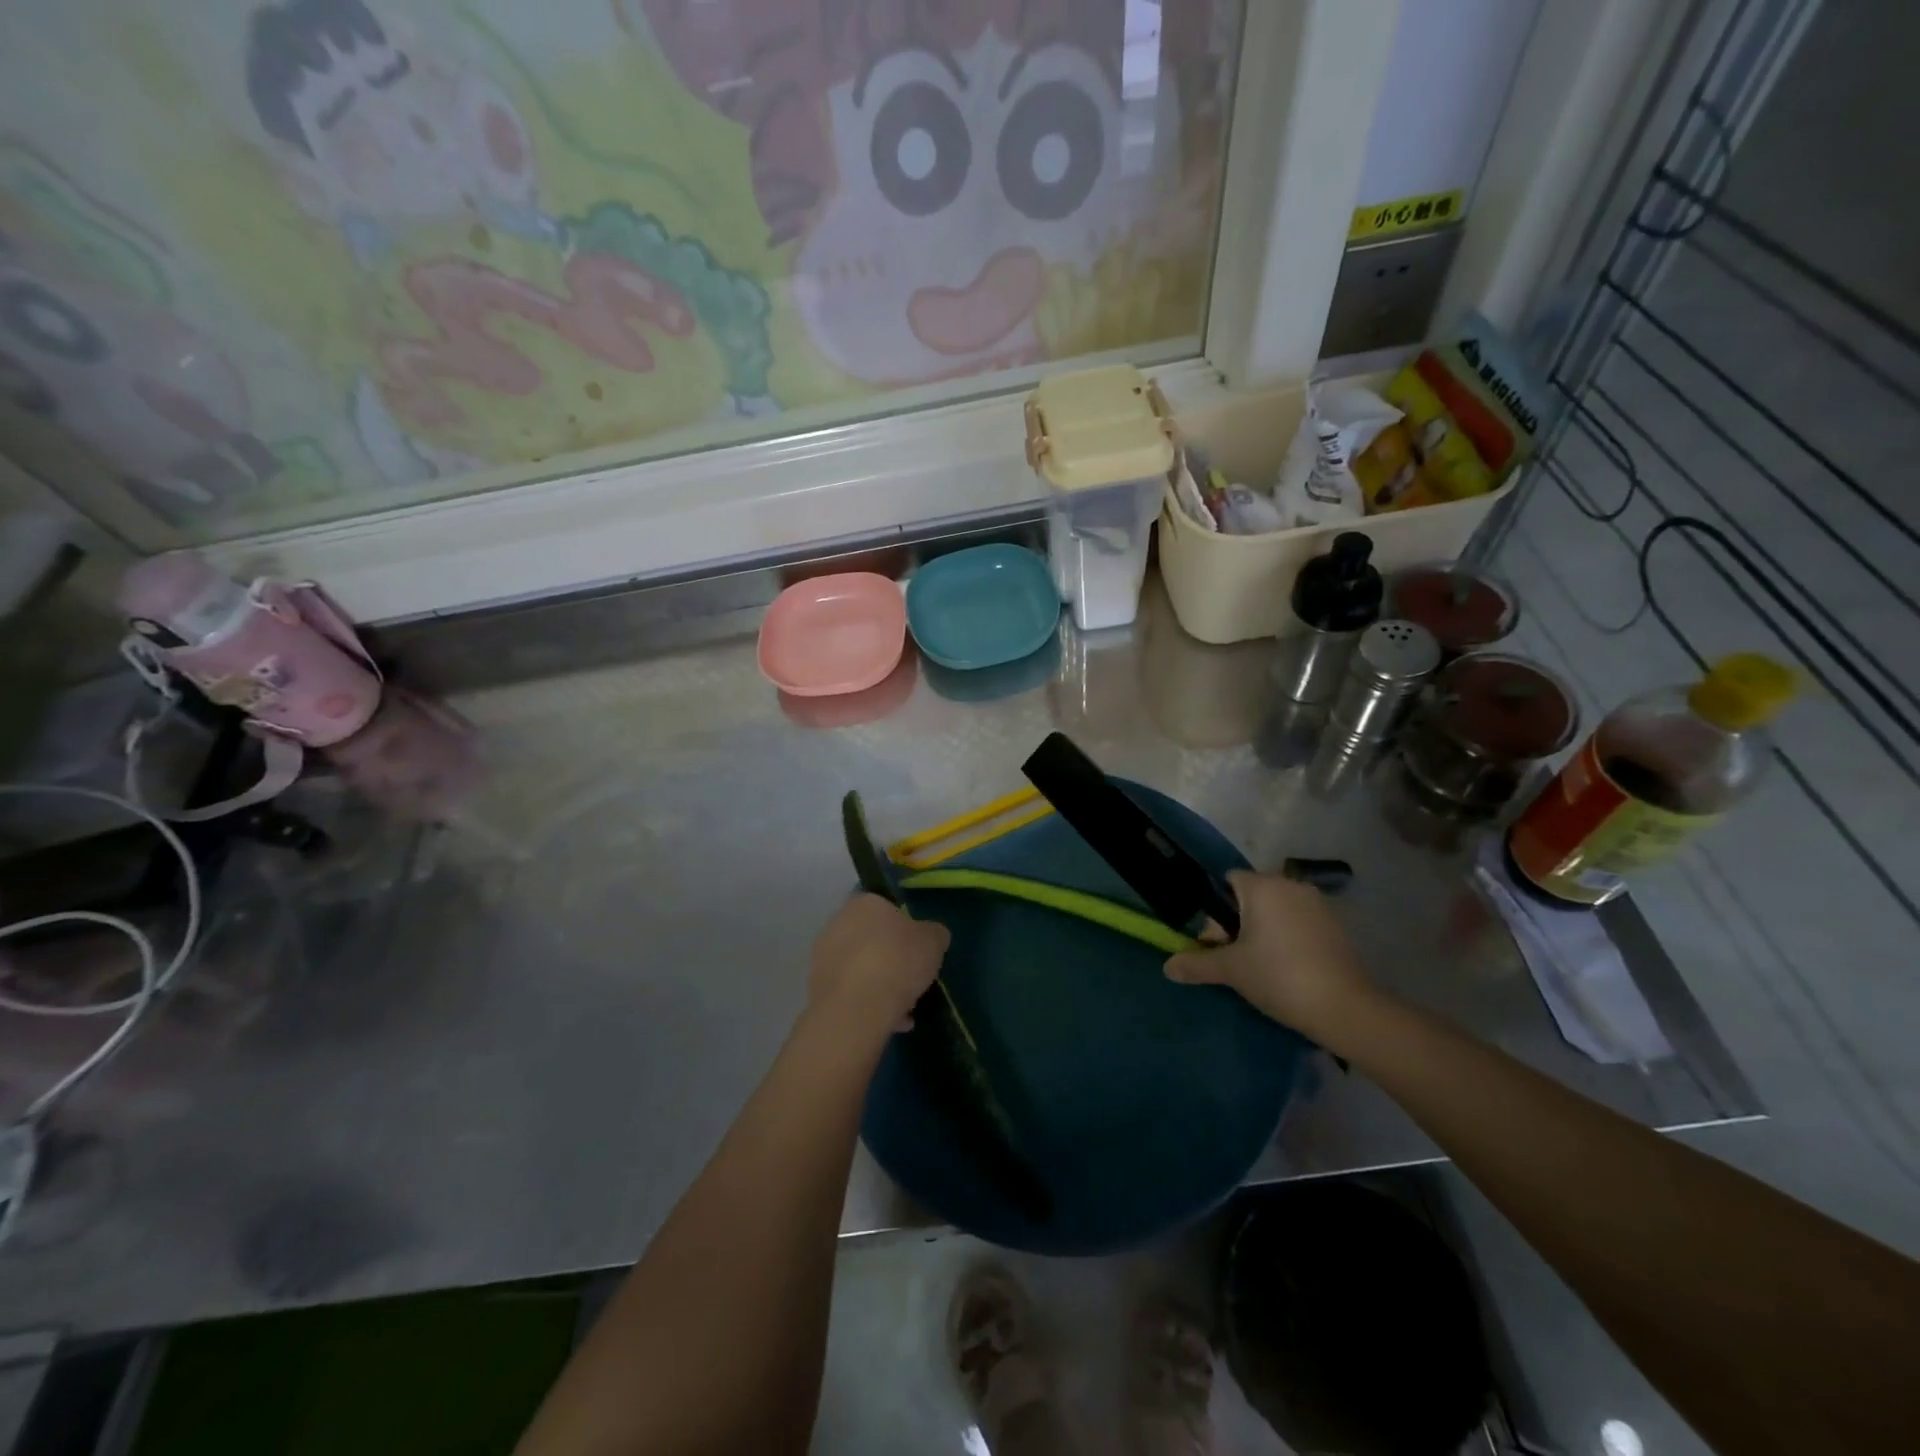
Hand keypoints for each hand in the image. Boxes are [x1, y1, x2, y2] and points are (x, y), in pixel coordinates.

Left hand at [807, 894, 949, 1039]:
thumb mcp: (934, 941)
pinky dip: (867, 1005)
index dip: (905, 930)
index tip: (918, 951)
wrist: (856, 1008)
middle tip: (911, 980)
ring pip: (860, 968)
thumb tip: (932, 936)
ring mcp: (822, 956)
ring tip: (904, 1010)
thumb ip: (934, 934)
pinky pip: (850, 992)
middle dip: (891, 959)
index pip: (886, 908)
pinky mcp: (816, 988)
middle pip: (871, 939)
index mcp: (864, 903)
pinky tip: (890, 1022)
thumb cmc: (898, 961)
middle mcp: (837, 922)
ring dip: (880, 985)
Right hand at [1165, 870, 1369, 1034]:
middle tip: (1236, 957)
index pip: (1228, 880)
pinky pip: (1300, 923)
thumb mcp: (1230, 970)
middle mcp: (1292, 885)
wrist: (1344, 1008)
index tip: (1218, 941)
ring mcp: (1318, 905)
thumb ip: (1196, 964)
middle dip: (1239, 921)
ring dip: (1265, 930)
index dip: (1216, 910)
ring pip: (1278, 909)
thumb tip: (1167, 967)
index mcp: (1263, 886)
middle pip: (1252, 895)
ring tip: (1261, 966)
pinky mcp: (1337, 926)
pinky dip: (1289, 938)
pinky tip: (1288, 968)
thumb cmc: (1278, 976)